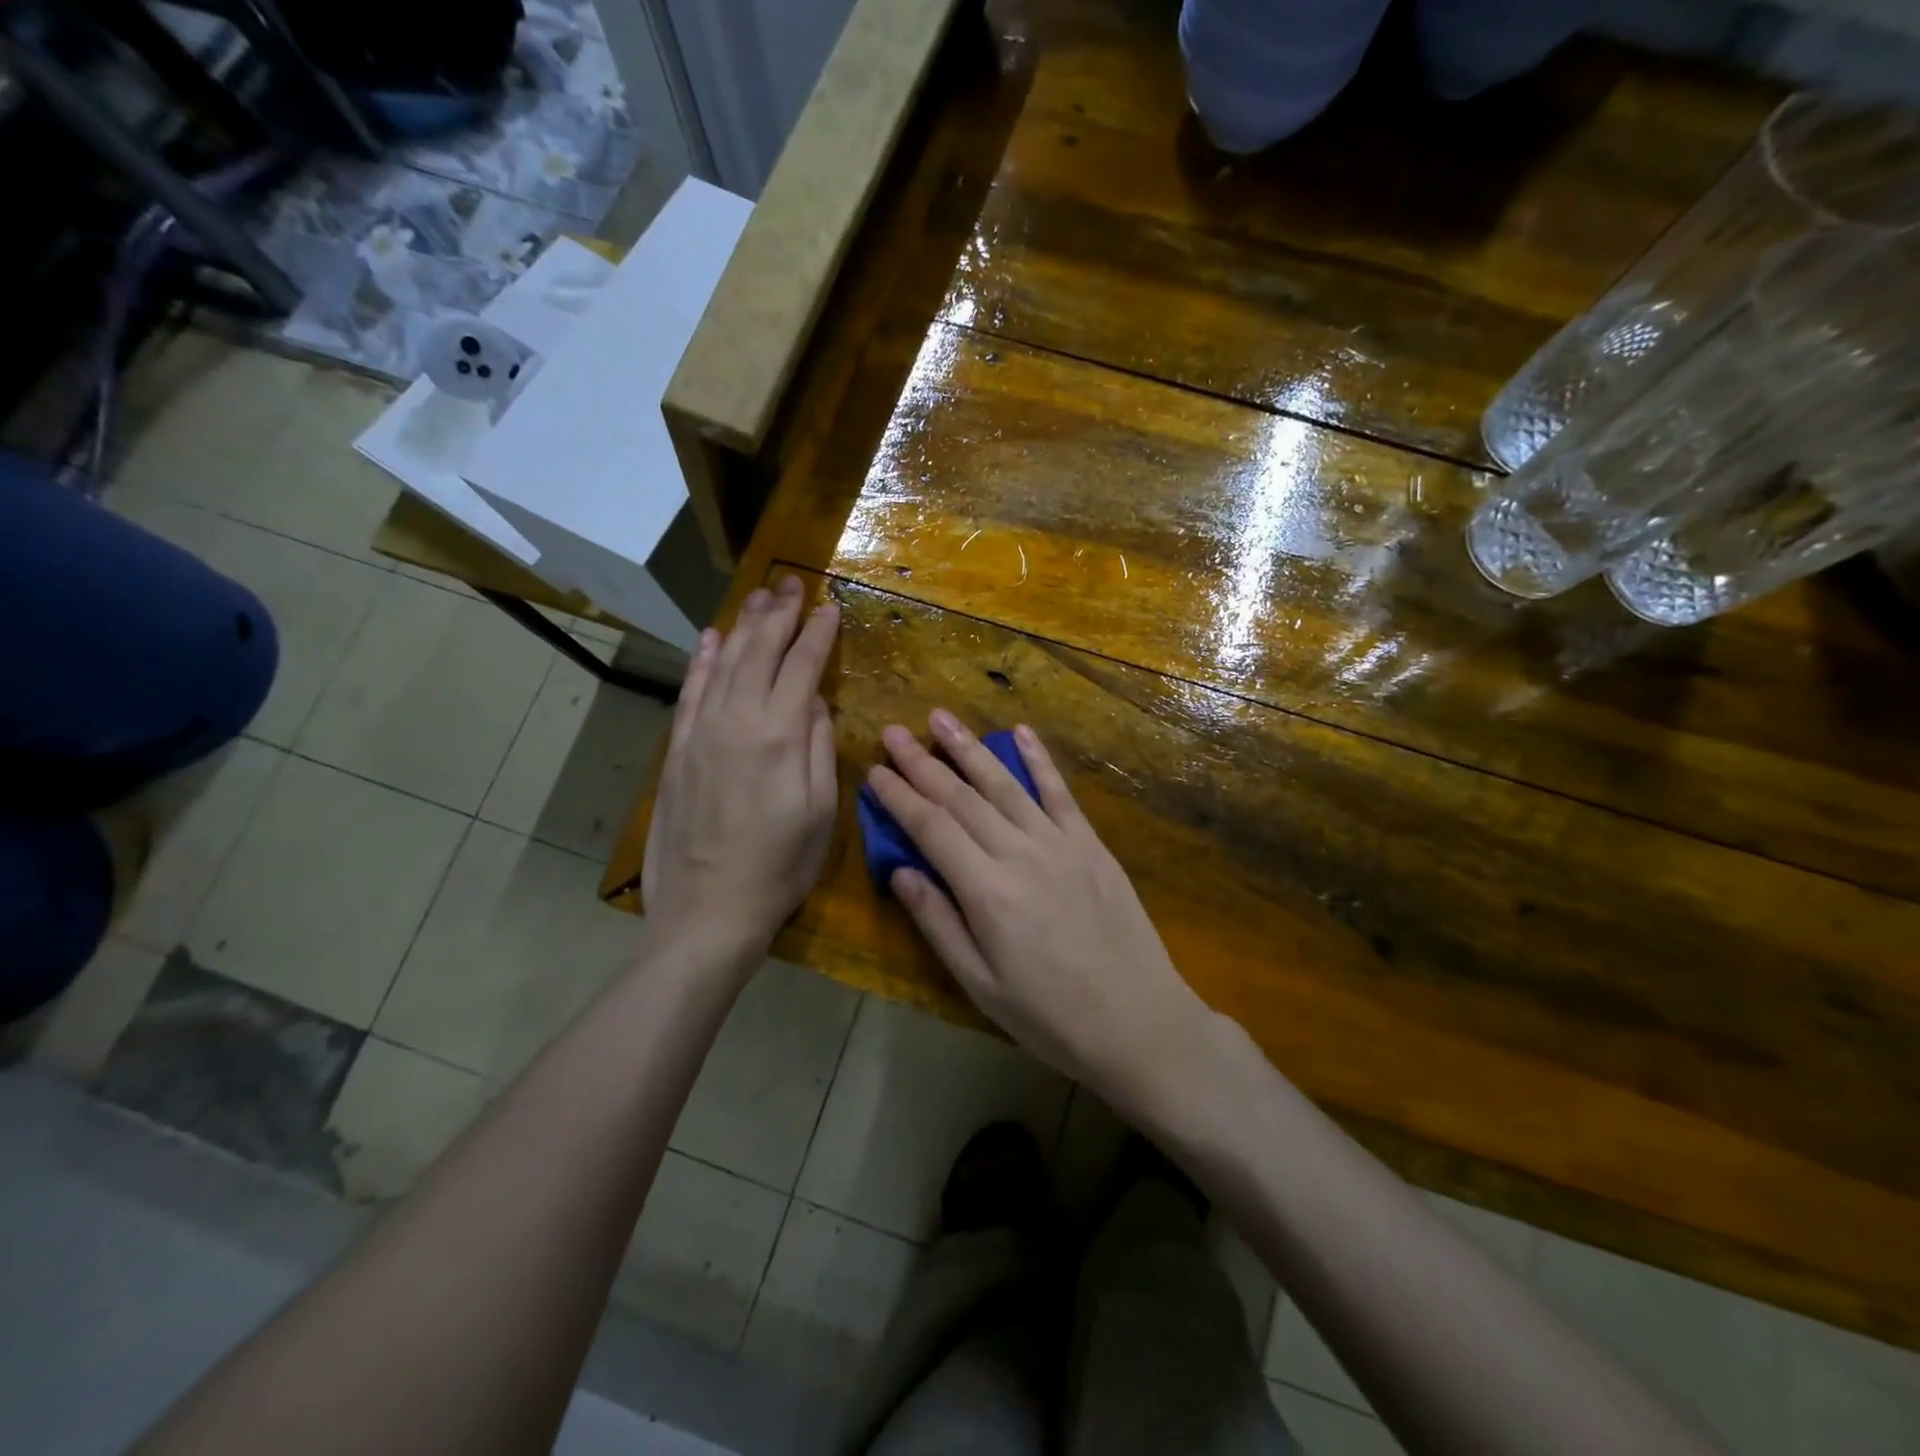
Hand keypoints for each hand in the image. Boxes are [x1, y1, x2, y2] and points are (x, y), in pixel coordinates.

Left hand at [643, 577, 839, 962]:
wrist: (707, 911)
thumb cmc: (779, 867)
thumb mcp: (819, 812)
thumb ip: (818, 747)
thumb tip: (815, 700)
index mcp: (779, 736)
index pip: (801, 667)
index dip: (817, 634)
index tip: (830, 606)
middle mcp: (737, 722)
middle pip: (759, 653)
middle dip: (779, 614)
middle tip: (791, 583)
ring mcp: (701, 734)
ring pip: (724, 663)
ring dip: (743, 626)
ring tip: (759, 596)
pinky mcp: (677, 751)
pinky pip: (690, 693)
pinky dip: (702, 661)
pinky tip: (712, 638)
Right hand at [866, 711, 1214, 1110]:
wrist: (1138, 1022)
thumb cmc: (1049, 1016)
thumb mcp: (980, 984)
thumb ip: (938, 922)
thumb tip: (900, 870)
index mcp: (986, 891)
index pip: (931, 827)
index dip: (899, 796)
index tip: (874, 770)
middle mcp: (1019, 853)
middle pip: (961, 797)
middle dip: (922, 762)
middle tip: (893, 731)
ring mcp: (1060, 843)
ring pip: (1005, 784)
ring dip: (970, 748)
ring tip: (941, 718)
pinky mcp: (1091, 844)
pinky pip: (1060, 792)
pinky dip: (1039, 759)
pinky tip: (1021, 731)